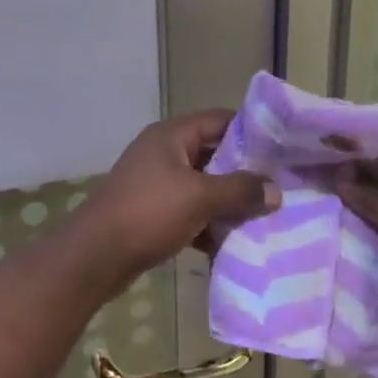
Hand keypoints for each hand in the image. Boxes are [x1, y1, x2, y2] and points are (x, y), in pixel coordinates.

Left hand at [75, 110, 279, 288]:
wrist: (94, 257)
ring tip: (266, 219)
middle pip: (214, 156)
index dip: (252, 132)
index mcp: (172, 136)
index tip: (283, 149)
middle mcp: (164, 153)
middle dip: (245, 174)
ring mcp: (156, 184)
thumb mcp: (199, 197)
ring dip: (229, 204)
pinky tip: (233, 245)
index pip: (220, 121)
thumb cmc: (148, 213)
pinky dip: (209, 226)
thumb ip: (240, 191)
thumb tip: (276, 191)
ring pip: (203, 187)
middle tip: (281, 188)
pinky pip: (190, 213)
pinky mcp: (153, 213)